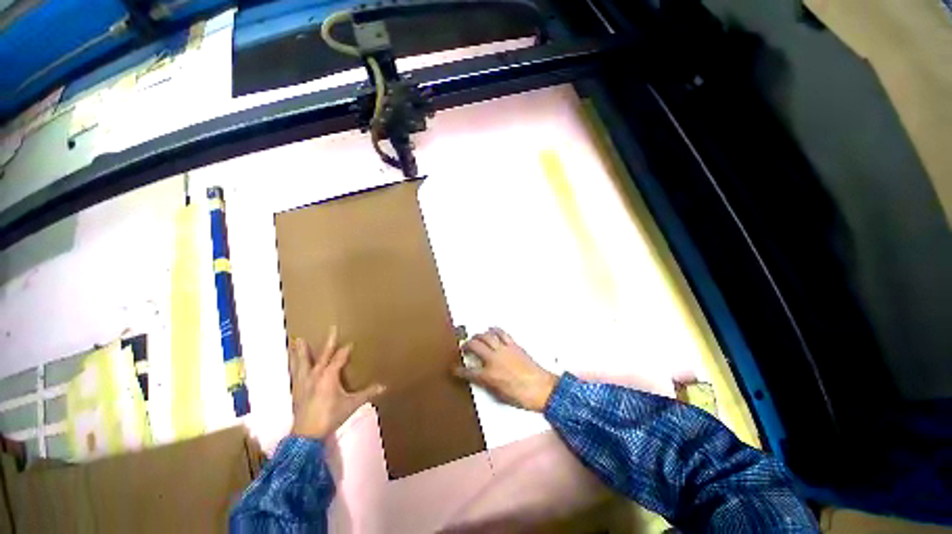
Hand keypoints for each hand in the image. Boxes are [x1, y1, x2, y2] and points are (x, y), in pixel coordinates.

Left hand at [289, 327, 385, 439]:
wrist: (306, 435)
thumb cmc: (331, 416)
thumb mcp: (352, 404)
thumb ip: (367, 393)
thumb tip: (384, 386)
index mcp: (329, 375)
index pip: (340, 358)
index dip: (346, 349)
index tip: (351, 342)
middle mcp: (316, 375)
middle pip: (323, 355)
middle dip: (329, 342)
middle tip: (332, 328)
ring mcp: (304, 382)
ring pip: (303, 362)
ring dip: (302, 351)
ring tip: (298, 340)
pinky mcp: (297, 390)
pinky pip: (296, 373)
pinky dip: (295, 365)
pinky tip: (293, 363)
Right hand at [454, 327, 557, 411]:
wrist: (542, 388)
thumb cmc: (522, 396)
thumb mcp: (500, 396)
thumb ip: (488, 384)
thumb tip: (481, 378)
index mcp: (489, 376)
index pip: (468, 371)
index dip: (458, 370)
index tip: (454, 369)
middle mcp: (494, 360)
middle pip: (475, 346)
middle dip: (466, 345)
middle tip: (464, 347)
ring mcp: (504, 350)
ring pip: (486, 336)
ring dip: (478, 336)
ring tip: (475, 338)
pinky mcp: (513, 345)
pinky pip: (501, 333)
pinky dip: (494, 330)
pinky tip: (491, 331)